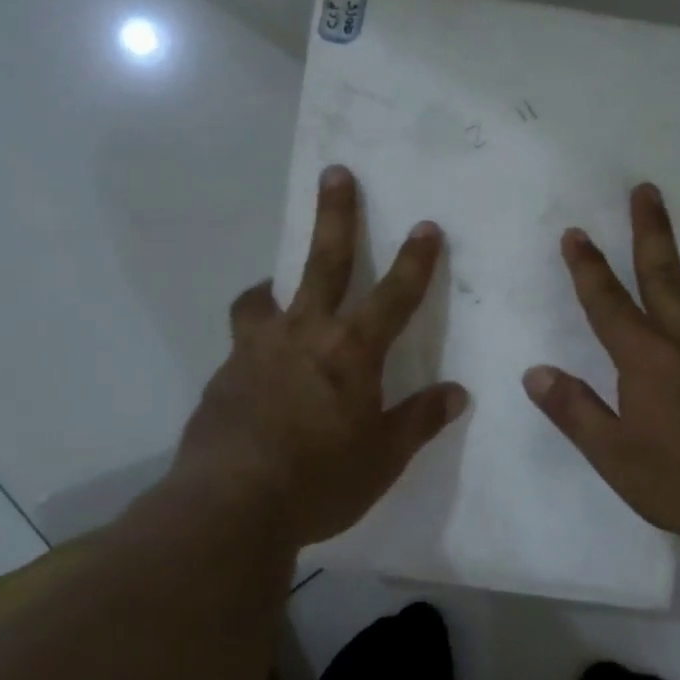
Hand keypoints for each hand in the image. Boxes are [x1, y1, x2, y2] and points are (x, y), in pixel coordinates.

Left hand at [171, 165, 467, 547]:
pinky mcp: (223, 376)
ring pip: (264, 297)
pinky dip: (255, 338)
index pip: (394, 296)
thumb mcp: (383, 458)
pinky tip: (258, 367)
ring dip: (275, 283)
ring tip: (275, 286)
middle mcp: (303, 336)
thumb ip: (419, 420)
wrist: (229, 506)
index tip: (426, 226)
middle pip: (323, 263)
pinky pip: (242, 342)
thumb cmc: (320, 482)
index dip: (415, 261)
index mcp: (351, 353)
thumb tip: (456, 393)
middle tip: (335, 173)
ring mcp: (256, 351)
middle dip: (335, 216)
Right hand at [523, 183, 679, 559]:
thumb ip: (575, 411)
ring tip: (677, 292)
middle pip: (664, 276)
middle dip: (650, 231)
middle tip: (646, 191)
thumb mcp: (615, 456)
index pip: (608, 303)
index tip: (576, 232)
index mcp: (647, 359)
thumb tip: (536, 373)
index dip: (588, 268)